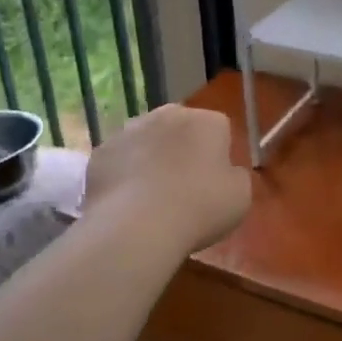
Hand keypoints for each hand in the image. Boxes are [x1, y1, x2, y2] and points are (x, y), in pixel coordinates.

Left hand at [83, 104, 251, 253]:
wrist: (137, 226)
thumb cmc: (200, 207)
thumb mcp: (240, 196)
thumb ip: (235, 176)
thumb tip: (224, 172)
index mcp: (207, 121)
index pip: (219, 129)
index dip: (218, 155)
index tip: (214, 182)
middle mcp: (167, 115)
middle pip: (179, 128)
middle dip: (181, 149)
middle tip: (183, 186)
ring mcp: (129, 130)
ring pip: (146, 141)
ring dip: (150, 159)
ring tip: (151, 197)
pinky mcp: (100, 152)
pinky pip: (119, 160)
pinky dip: (123, 175)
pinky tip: (126, 203)